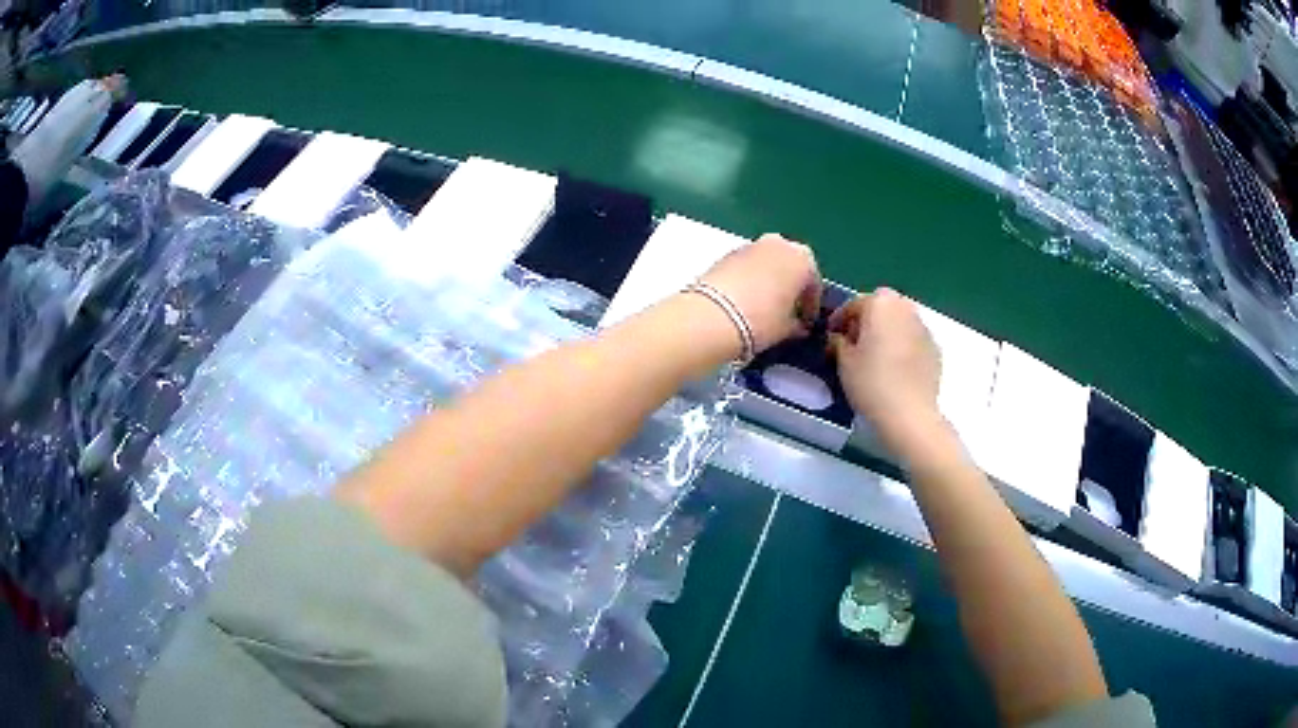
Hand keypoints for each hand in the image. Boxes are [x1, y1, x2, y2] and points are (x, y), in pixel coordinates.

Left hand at [698, 234, 820, 352]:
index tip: (806, 322)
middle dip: (790, 286)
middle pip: (790, 266)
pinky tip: (745, 301)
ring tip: (764, 307)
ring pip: (768, 263)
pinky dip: (751, 279)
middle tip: (787, 311)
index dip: (811, 305)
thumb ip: (797, 325)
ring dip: (770, 280)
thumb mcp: (786, 329)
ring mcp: (751, 245)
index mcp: (803, 259)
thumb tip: (799, 327)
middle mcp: (779, 244)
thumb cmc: (761, 321)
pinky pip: (748, 266)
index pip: (814, 283)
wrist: (712, 316)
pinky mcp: (727, 253)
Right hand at [829, 288, 944, 456]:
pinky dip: (902, 345)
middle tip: (855, 341)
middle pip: (882, 306)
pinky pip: (913, 339)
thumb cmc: (871, 383)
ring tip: (875, 355)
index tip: (831, 335)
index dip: (839, 318)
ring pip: (900, 321)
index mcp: (880, 304)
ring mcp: (923, 328)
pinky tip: (894, 369)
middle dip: (868, 318)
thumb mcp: (844, 362)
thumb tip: (840, 337)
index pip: (855, 303)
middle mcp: (905, 308)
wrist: (910, 414)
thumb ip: (839, 342)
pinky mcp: (935, 349)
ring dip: (887, 330)